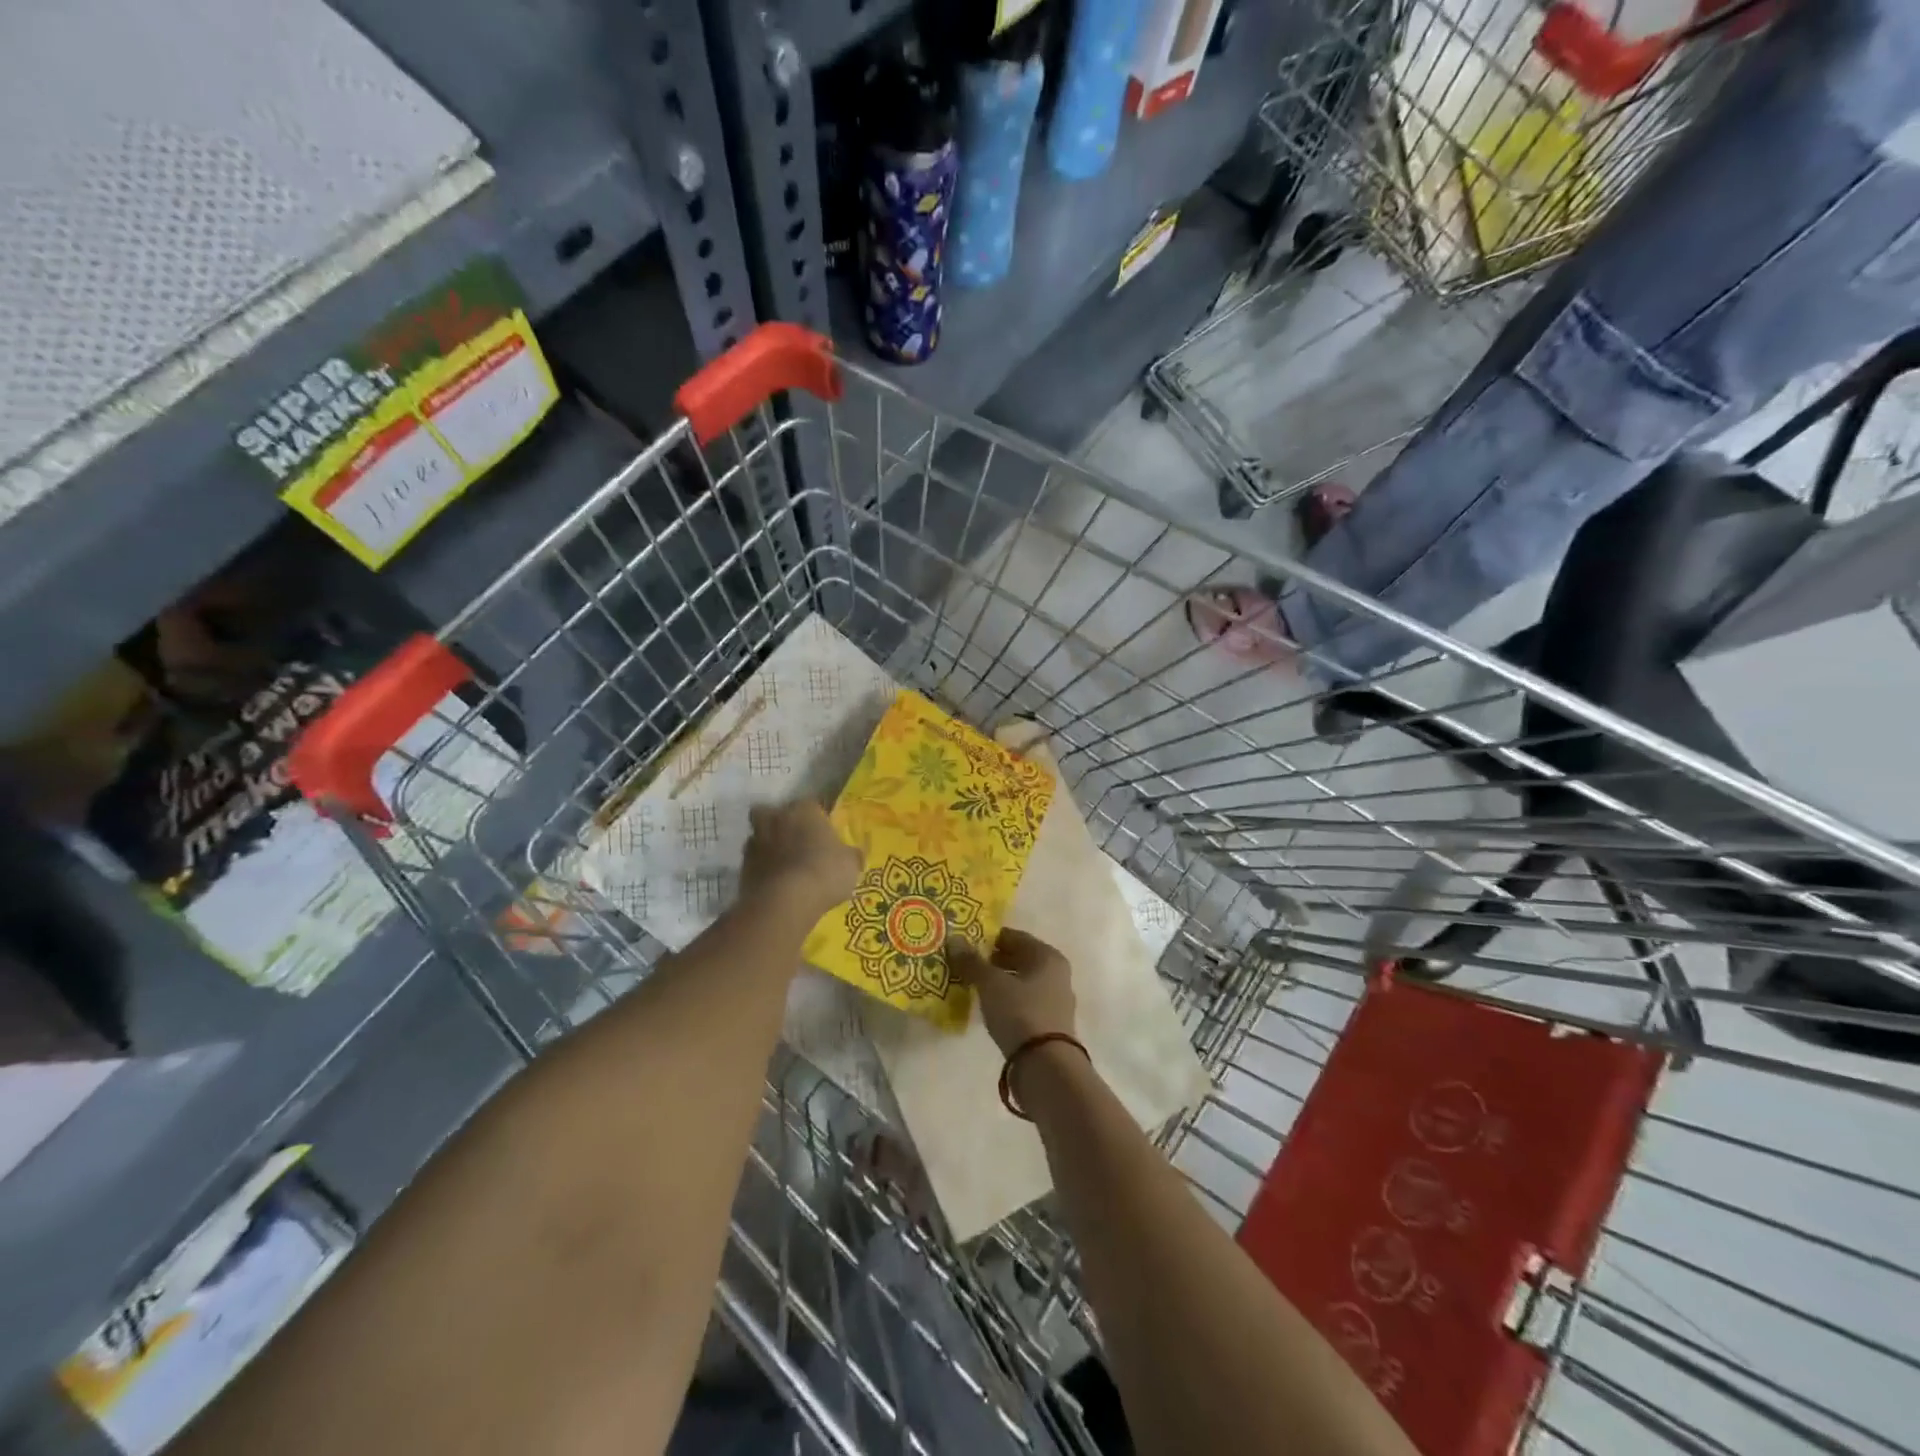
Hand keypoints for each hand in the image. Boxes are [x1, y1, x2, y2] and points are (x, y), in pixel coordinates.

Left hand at [739, 800, 860, 922]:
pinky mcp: (742, 867)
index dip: (816, 818)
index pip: (810, 804)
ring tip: (783, 866)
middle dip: (780, 823)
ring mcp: (755, 842)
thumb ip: (850, 855)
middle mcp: (776, 819)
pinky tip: (774, 884)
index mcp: (804, 810)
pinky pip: (753, 863)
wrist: (785, 901)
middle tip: (794, 842)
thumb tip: (852, 855)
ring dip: (767, 847)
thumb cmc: (824, 872)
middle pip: (772, 812)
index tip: (822, 833)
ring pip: (758, 836)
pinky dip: (761, 870)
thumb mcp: (851, 864)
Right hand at [948, 928, 1075, 1054]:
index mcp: (1047, 956)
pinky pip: (1023, 1003)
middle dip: (993, 960)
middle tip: (965, 964)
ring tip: (972, 986)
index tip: (966, 943)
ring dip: (999, 982)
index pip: (1015, 937)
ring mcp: (1055, 1001)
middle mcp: (1056, 974)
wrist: (1046, 1066)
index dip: (989, 938)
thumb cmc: (1020, 1013)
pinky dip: (1006, 1001)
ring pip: (1021, 982)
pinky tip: (988, 1007)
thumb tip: (954, 939)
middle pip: (1019, 959)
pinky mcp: (1049, 1025)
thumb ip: (972, 962)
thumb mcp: (991, 984)